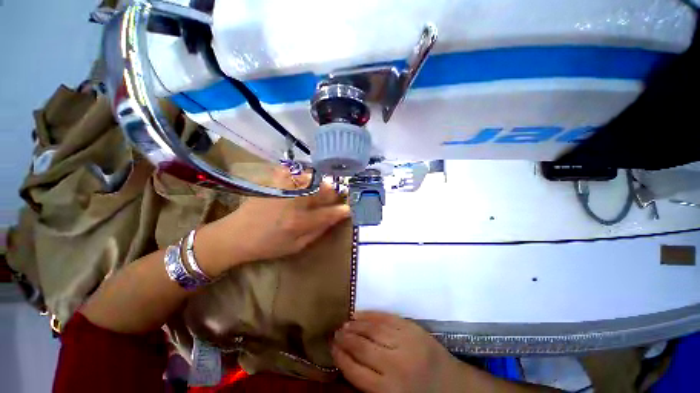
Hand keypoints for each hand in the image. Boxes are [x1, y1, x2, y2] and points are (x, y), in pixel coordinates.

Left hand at [198, 168, 349, 272]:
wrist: (236, 235)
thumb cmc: (268, 245)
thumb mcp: (296, 246)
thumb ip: (318, 231)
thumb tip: (334, 219)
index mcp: (299, 222)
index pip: (329, 213)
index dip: (342, 210)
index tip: (348, 208)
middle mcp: (294, 202)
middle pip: (323, 190)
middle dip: (334, 192)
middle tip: (336, 195)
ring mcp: (283, 189)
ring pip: (312, 178)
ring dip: (320, 183)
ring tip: (321, 188)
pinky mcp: (274, 182)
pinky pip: (294, 172)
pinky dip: (302, 175)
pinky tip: (302, 181)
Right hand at [332, 312, 470, 392]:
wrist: (454, 386)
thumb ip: (370, 383)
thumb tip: (347, 361)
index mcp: (390, 390)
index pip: (355, 371)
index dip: (340, 357)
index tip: (331, 347)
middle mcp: (396, 365)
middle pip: (362, 348)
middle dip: (345, 339)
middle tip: (334, 332)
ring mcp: (405, 342)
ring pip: (373, 330)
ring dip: (355, 325)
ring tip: (344, 323)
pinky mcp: (412, 328)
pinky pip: (386, 318)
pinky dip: (371, 315)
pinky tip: (360, 314)